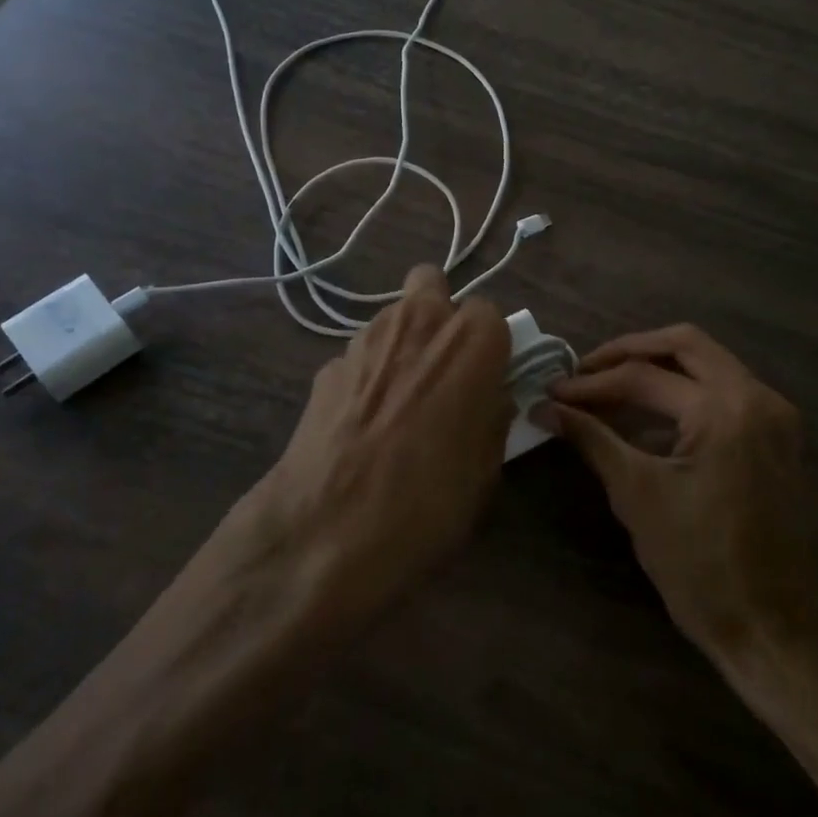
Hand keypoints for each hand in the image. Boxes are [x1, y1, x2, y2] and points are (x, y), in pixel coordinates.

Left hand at [218, 263, 513, 633]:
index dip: (489, 346)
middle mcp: (416, 323)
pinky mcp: (325, 367)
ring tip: (399, 401)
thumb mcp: (486, 469)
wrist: (328, 531)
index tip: (486, 380)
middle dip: (440, 315)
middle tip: (443, 368)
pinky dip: (367, 377)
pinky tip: (361, 425)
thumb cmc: (429, 500)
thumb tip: (488, 397)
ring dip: (402, 343)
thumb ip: (492, 416)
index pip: (490, 314)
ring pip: (391, 318)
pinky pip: (358, 358)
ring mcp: (363, 340)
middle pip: (431, 285)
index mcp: (470, 341)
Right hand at [545, 325, 817, 662]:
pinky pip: (725, 390)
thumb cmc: (700, 566)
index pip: (643, 377)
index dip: (591, 383)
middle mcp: (757, 397)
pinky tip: (649, 414)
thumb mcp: (637, 496)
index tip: (552, 392)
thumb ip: (592, 439)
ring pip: (709, 362)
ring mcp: (775, 415)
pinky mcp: (778, 436)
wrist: (773, 628)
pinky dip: (685, 390)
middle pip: (685, 344)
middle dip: (629, 351)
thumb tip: (545, 408)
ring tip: (608, 384)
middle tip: (584, 370)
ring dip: (658, 367)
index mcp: (724, 410)